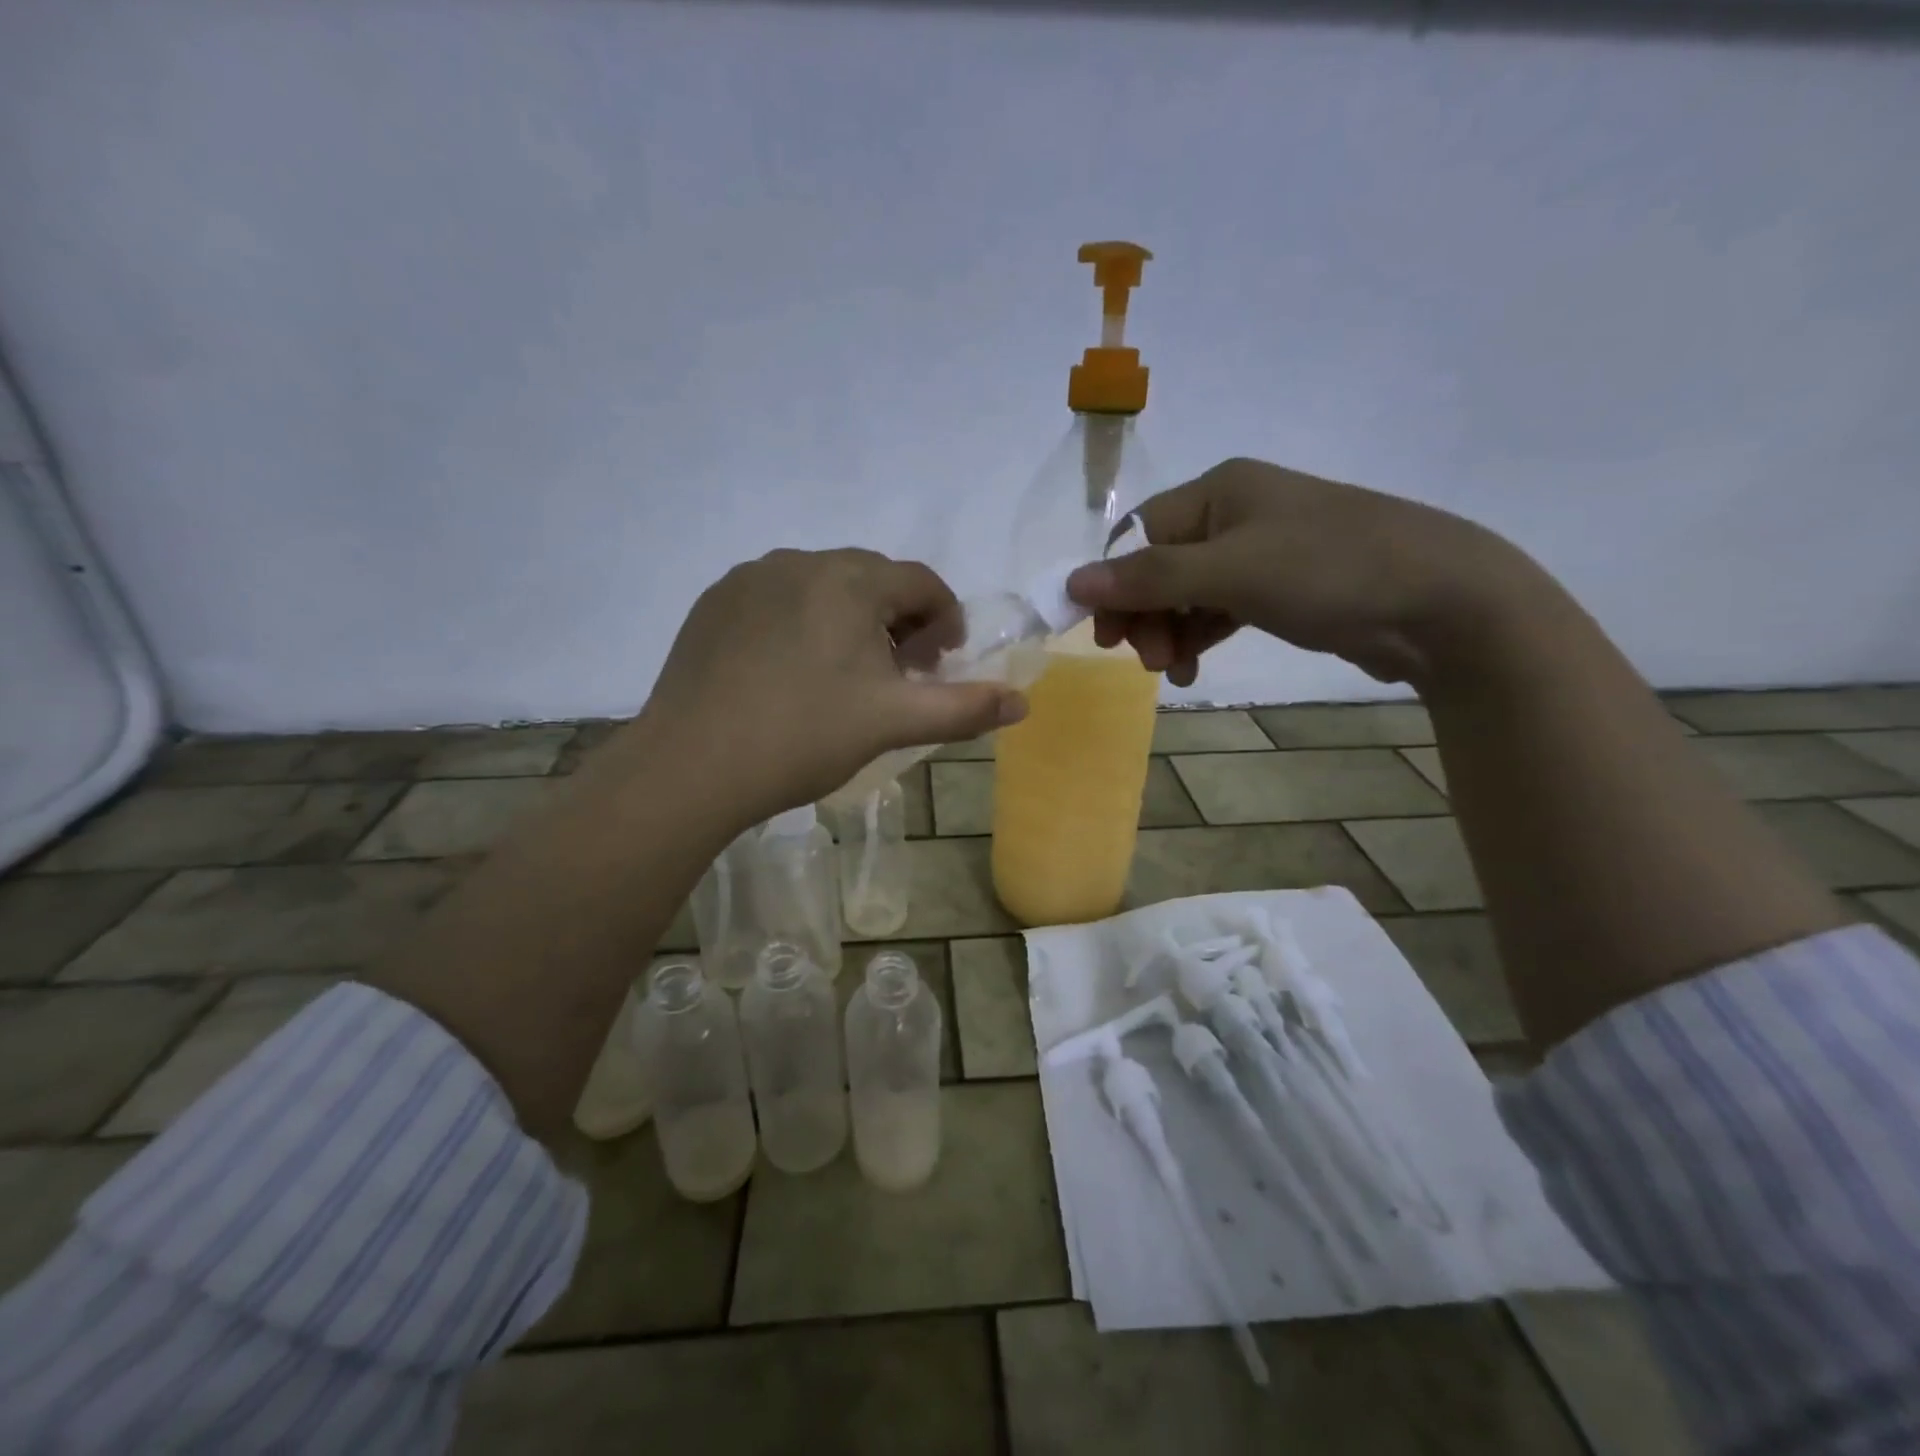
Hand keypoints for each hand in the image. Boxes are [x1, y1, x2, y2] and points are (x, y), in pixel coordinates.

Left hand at [637, 548, 1025, 817]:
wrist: (692, 765)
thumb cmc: (804, 737)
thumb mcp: (894, 723)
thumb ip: (964, 708)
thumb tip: (1022, 703)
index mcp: (850, 580)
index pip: (921, 582)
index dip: (945, 619)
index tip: (941, 663)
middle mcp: (799, 562)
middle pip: (872, 580)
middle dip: (899, 620)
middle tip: (898, 673)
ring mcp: (749, 579)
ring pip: (822, 587)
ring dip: (849, 619)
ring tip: (844, 674)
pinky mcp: (713, 603)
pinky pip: (777, 599)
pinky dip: (800, 623)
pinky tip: (789, 672)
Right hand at [1065, 458, 1529, 686]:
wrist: (1443, 602)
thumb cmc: (1329, 571)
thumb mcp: (1231, 571)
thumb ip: (1149, 577)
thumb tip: (1072, 582)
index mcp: (1220, 490)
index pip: (1141, 535)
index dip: (1116, 585)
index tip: (1106, 636)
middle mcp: (1236, 513)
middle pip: (1160, 566)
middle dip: (1147, 614)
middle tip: (1150, 660)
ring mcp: (1261, 552)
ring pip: (1188, 592)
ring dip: (1170, 631)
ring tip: (1175, 672)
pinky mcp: (1281, 589)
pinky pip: (1219, 609)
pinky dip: (1200, 635)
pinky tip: (1193, 666)